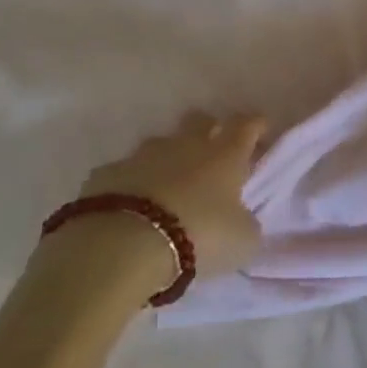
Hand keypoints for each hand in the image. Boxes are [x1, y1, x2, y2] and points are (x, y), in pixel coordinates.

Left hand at [42, 112, 266, 301]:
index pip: (247, 124)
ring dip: (168, 158)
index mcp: (225, 154)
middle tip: (213, 155)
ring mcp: (142, 156)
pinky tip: (131, 207)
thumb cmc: (198, 236)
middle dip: (209, 130)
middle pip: (200, 120)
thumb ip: (246, 222)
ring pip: (161, 144)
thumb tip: (241, 219)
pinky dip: (132, 184)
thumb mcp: (242, 240)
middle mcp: (185, 145)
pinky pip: (124, 172)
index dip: (257, 126)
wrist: (122, 247)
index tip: (261, 133)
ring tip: (169, 187)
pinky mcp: (105, 174)